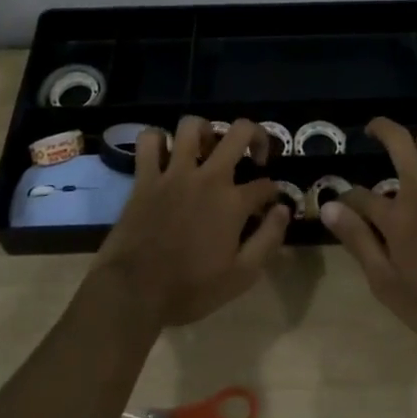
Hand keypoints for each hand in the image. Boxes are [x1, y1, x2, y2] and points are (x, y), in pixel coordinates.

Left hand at [94, 116, 291, 327]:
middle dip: (256, 135)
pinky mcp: (145, 177)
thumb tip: (283, 210)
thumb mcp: (241, 276)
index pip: (265, 185)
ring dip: (205, 131)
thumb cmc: (190, 288)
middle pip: (239, 133)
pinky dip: (157, 139)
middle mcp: (208, 177)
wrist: (134, 291)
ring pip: (192, 126)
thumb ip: (268, 240)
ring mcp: (174, 173)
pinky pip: (149, 141)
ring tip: (209, 148)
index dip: (273, 193)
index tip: (269, 205)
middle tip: (254, 154)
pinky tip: (165, 152)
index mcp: (233, 202)